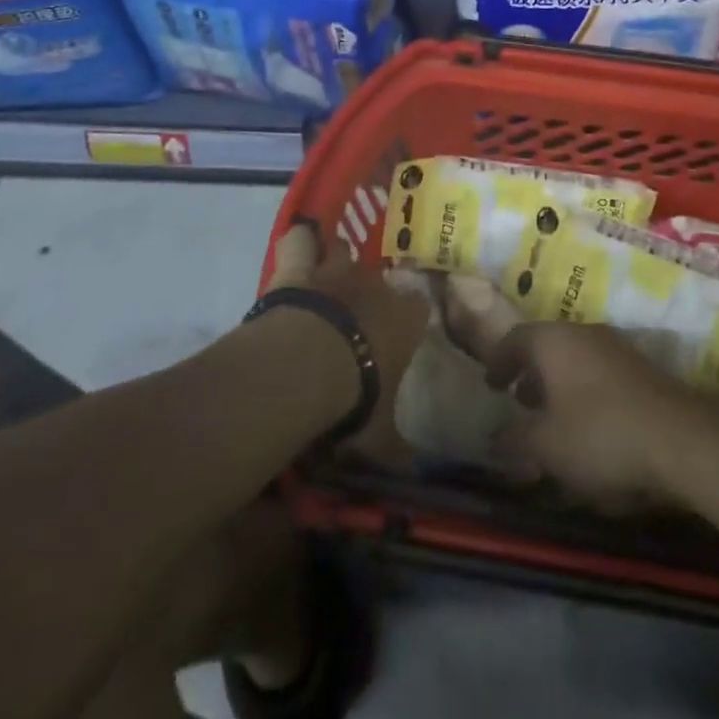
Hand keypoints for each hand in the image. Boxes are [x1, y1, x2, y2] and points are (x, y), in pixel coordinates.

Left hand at [266, 220, 428, 461]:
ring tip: (327, 274)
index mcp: (406, 319)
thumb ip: (400, 451)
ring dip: (335, 262)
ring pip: (342, 251)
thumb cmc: (356, 400)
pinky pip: (300, 240)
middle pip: (378, 277)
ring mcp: (337, 271)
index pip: (418, 308)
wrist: (307, 369)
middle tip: (357, 311)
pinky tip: (299, 240)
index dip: (408, 317)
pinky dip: (299, 240)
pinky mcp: (299, 268)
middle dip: (369, 290)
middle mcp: (377, 285)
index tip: (400, 332)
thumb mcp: (382, 438)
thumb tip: (417, 478)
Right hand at [483, 322, 702, 505]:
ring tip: (553, 416)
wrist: (678, 436)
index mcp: (553, 340)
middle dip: (531, 372)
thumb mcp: (546, 446)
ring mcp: (616, 347)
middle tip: (519, 400)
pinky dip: (585, 390)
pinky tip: (589, 424)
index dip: (499, 360)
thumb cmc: (599, 433)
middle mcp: (583, 332)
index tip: (490, 383)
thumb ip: (514, 440)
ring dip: (560, 382)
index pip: (515, 338)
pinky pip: (600, 372)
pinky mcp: (641, 368)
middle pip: (548, 345)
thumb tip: (493, 438)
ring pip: (576, 358)